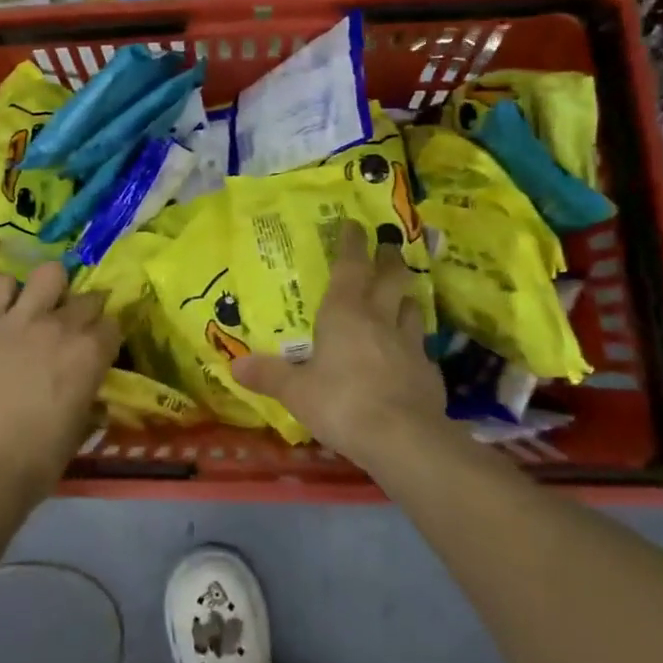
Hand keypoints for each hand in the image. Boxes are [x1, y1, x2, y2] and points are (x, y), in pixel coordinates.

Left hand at [0, 263, 120, 506]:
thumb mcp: (81, 427)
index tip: (99, 346)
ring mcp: (19, 319)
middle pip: (86, 298)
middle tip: (72, 330)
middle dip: (86, 311)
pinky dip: (6, 293)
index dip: (107, 335)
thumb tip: (94, 389)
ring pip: (48, 274)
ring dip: (51, 288)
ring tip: (42, 306)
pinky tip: (5, 310)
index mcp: (91, 353)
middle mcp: (61, 326)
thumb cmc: (39, 459)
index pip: (113, 324)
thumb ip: (91, 395)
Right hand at [231, 220, 443, 470]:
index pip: (350, 266)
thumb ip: (268, 375)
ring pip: (412, 307)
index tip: (355, 224)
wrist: (404, 439)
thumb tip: (234, 365)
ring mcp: (409, 343)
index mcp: (344, 312)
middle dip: (389, 259)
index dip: (352, 243)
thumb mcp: (296, 391)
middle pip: (391, 278)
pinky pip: (421, 346)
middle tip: (389, 247)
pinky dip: (415, 342)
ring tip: (402, 295)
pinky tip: (411, 352)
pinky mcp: (429, 371)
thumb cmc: (341, 403)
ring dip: (406, 297)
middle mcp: (379, 318)